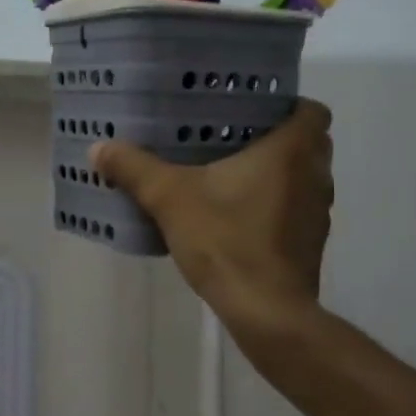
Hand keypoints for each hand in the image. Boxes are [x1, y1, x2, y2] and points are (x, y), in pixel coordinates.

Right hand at [90, 99, 333, 320]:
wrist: (265, 310)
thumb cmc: (226, 241)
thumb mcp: (169, 199)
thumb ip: (135, 169)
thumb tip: (98, 146)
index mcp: (291, 151)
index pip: (312, 110)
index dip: (288, 105)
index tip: (253, 111)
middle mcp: (315, 176)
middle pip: (310, 143)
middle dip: (277, 138)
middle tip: (233, 138)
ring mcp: (318, 213)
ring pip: (303, 178)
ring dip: (277, 174)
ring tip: (231, 176)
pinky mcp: (310, 244)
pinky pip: (296, 210)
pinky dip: (275, 207)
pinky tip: (238, 217)